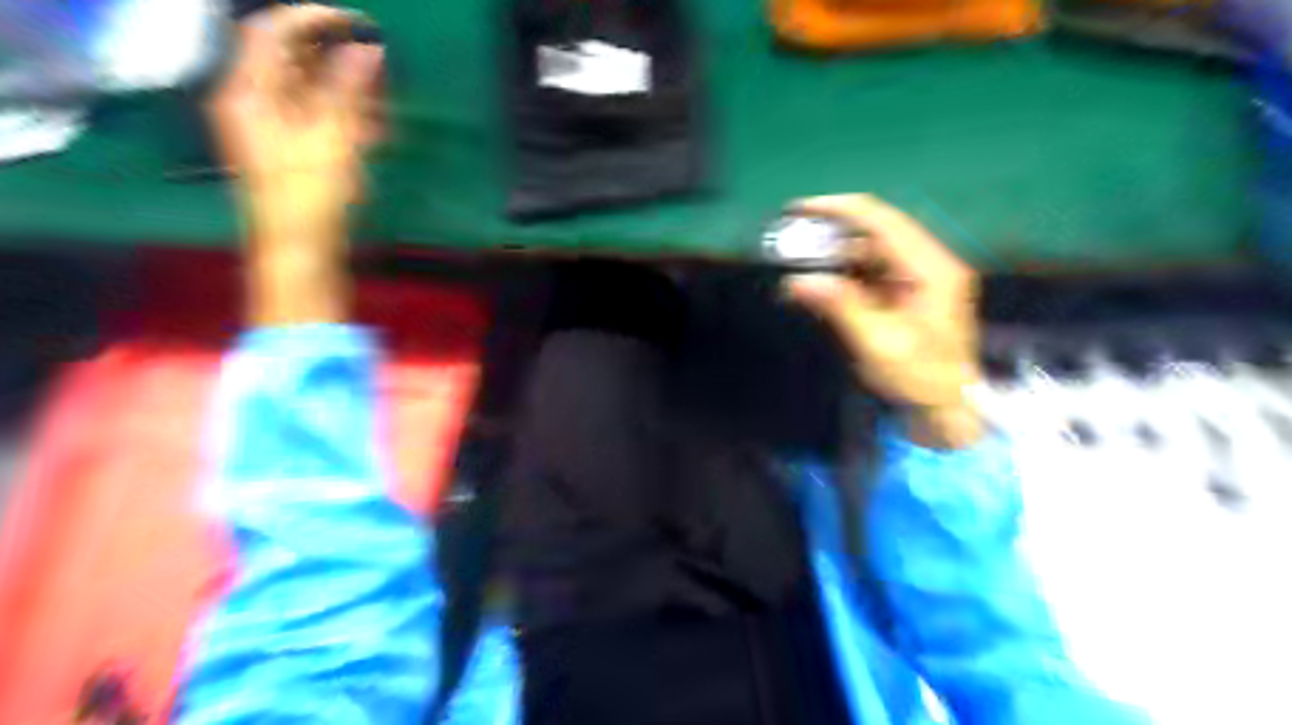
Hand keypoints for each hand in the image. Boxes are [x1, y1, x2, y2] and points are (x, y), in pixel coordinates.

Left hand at [209, 2, 381, 324]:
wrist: (300, 252)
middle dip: (335, 56)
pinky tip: (373, 127)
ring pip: (309, 90)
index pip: (272, 32)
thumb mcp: (332, 140)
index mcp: (250, 93)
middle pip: (291, 59)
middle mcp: (255, 103)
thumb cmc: (310, 198)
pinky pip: (318, 118)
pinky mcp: (294, 151)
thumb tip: (366, 49)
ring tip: (381, 99)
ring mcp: (274, 129)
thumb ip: (347, 90)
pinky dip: (345, 115)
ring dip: (346, 88)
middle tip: (377, 62)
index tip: (357, 23)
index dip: (312, 19)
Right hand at [782, 194, 985, 449]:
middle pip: (877, 229)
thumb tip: (798, 281)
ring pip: (872, 249)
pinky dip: (846, 273)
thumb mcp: (879, 345)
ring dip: (836, 254)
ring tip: (802, 265)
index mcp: (931, 269)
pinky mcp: (910, 290)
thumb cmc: (921, 379)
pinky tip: (823, 285)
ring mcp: (922, 275)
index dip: (840, 209)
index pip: (882, 221)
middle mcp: (930, 263)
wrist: (948, 406)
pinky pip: (873, 269)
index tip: (800, 209)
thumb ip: (842, 307)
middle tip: (793, 239)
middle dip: (832, 232)